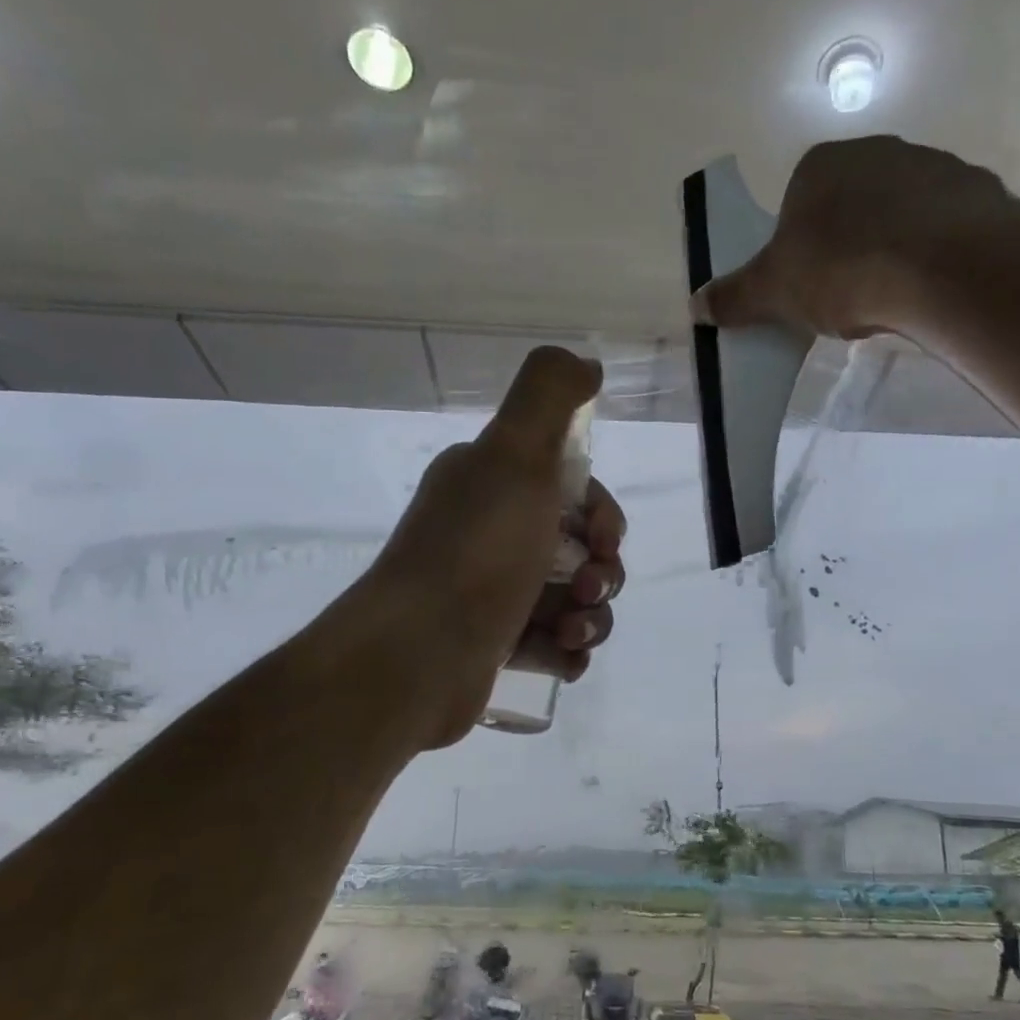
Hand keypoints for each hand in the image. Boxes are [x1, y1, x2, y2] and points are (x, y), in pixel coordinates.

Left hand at [369, 346, 626, 748]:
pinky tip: (561, 657)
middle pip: (580, 550)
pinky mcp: (494, 647)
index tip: (602, 540)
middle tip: (587, 590)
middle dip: (602, 572)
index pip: (574, 493)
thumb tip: (586, 362)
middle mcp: (491, 534)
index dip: (602, 516)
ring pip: (573, 601)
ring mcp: (492, 594)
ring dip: (591, 618)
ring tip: (571, 632)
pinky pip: (553, 646)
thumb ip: (551, 394)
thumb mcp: (515, 453)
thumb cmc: (477, 551)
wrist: (417, 653)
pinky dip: (566, 652)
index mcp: (493, 485)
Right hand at [689, 135, 1017, 338]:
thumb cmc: (841, 271)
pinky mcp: (972, 190)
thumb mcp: (774, 292)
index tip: (803, 284)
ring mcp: (929, 165)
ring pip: (895, 214)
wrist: (939, 267)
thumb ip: (735, 296)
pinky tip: (923, 286)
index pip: (796, 203)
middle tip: (842, 296)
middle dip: (842, 246)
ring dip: (886, 248)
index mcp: (819, 165)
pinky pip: (938, 226)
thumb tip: (695, 304)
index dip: (795, 247)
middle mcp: (874, 150)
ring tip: (886, 296)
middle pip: (847, 205)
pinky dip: (928, 252)